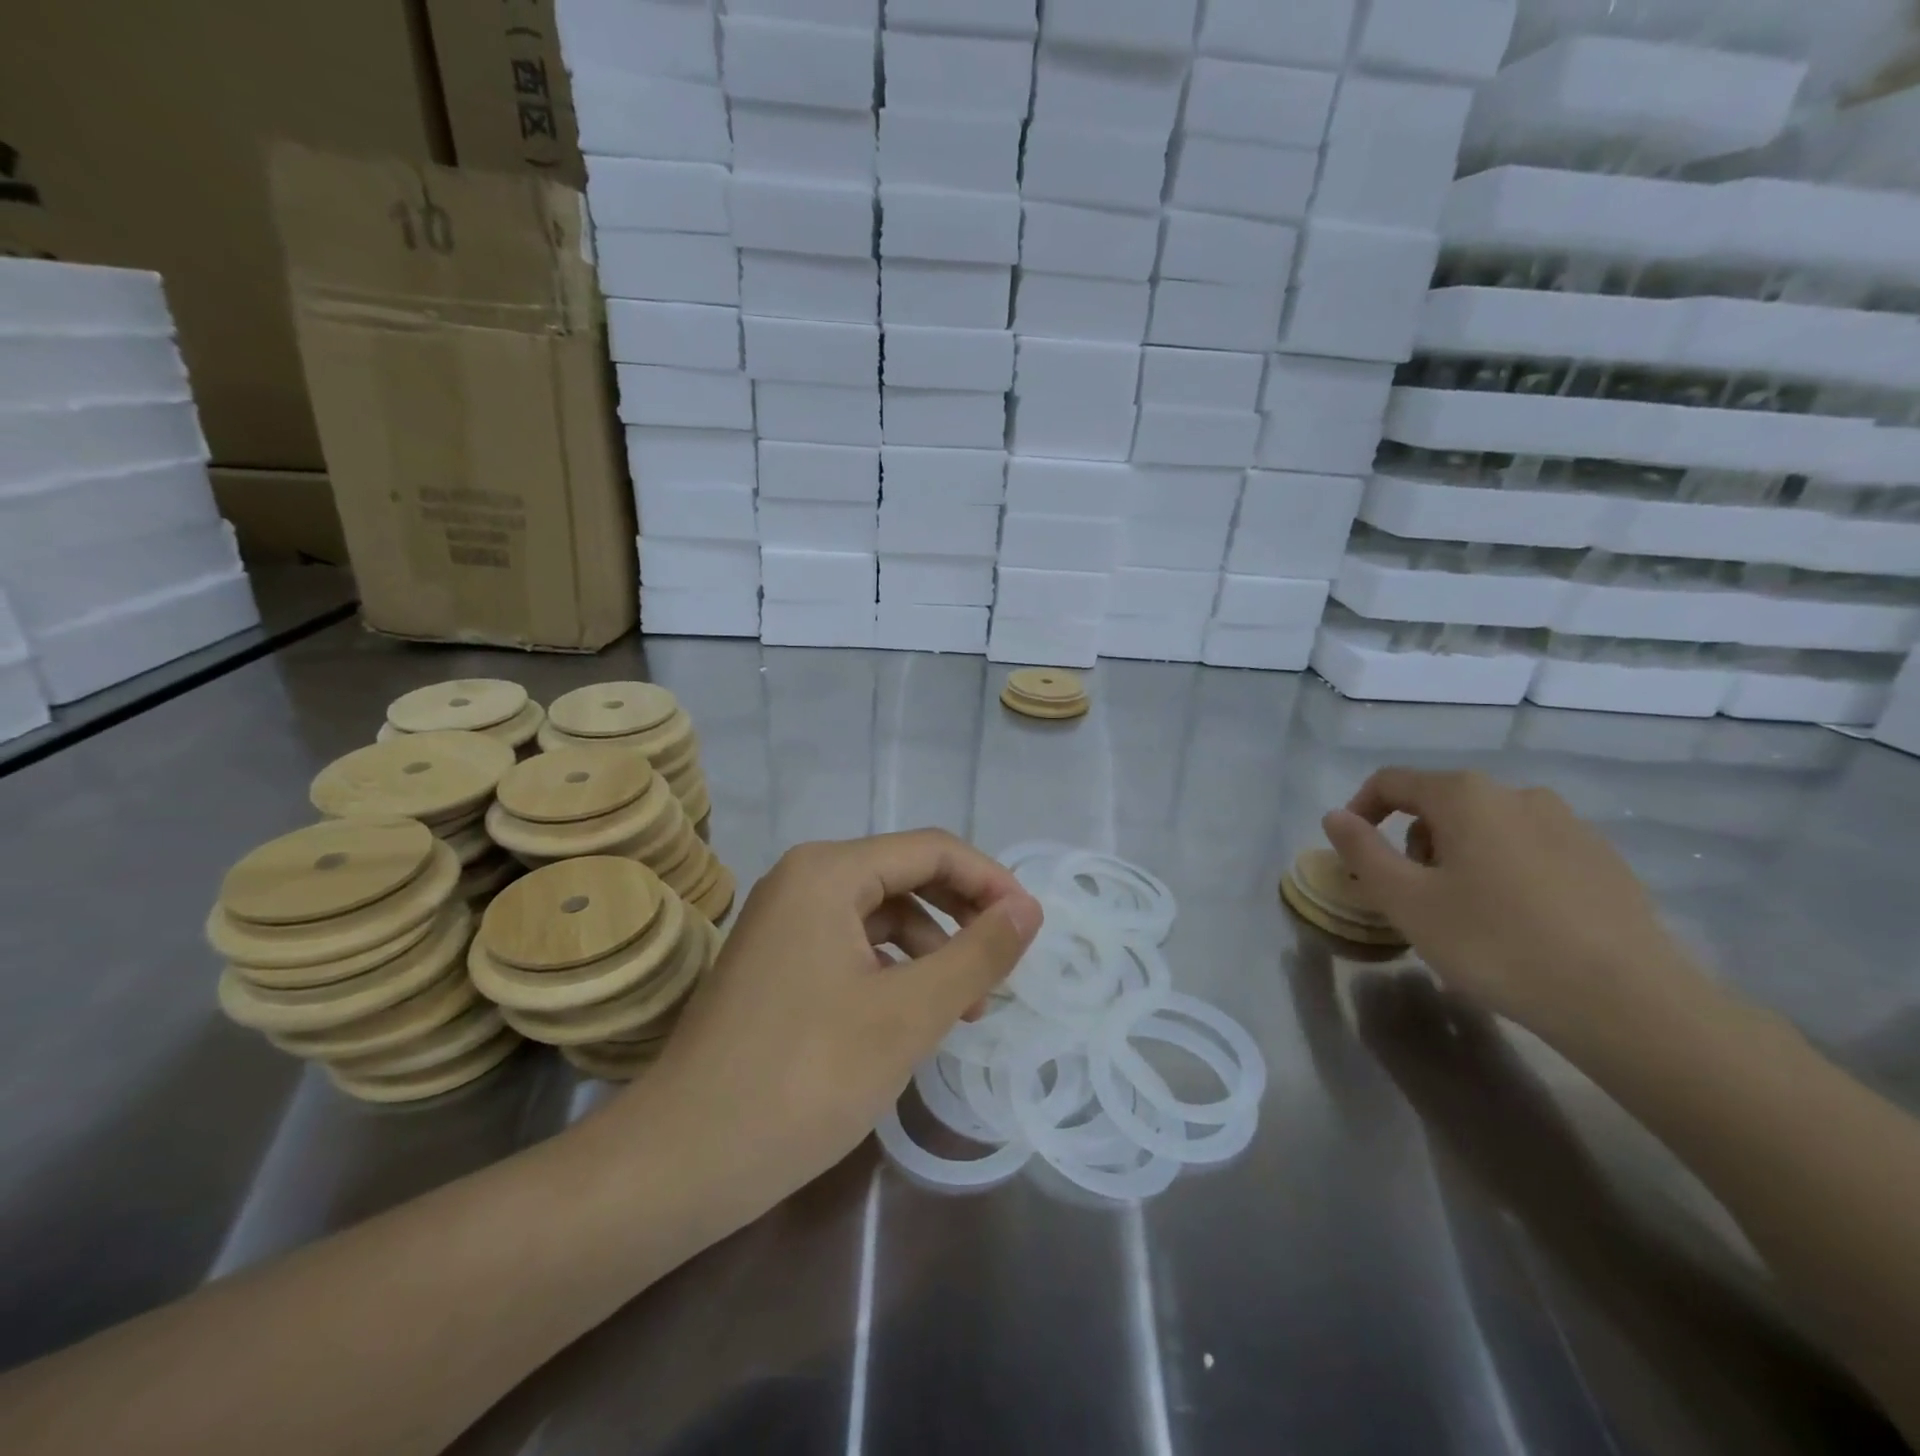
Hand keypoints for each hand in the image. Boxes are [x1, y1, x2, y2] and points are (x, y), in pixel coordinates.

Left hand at [613, 830, 1043, 1224]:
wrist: (682, 1161)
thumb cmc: (804, 1078)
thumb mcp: (908, 1014)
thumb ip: (977, 954)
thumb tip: (1029, 908)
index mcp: (829, 871)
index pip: (932, 850)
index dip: (990, 882)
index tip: (1032, 928)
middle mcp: (803, 879)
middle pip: (906, 874)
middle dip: (962, 914)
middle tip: (1003, 965)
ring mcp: (784, 921)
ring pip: (881, 913)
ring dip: (932, 947)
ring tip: (964, 1006)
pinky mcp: (777, 961)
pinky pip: (853, 944)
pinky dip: (894, 969)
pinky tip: (913, 1013)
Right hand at [1322, 768, 1705, 1043]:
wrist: (1628, 1002)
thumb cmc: (1495, 942)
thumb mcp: (1406, 900)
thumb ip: (1362, 851)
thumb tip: (1336, 817)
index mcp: (1466, 795)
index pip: (1392, 782)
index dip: (1360, 810)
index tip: (1352, 854)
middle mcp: (1518, 794)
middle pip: (1440, 805)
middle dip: (1413, 844)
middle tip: (1410, 898)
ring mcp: (1569, 825)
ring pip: (1487, 829)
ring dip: (1457, 860)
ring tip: (1462, 916)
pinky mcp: (1604, 861)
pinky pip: (1530, 852)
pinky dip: (1504, 874)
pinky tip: (1515, 925)